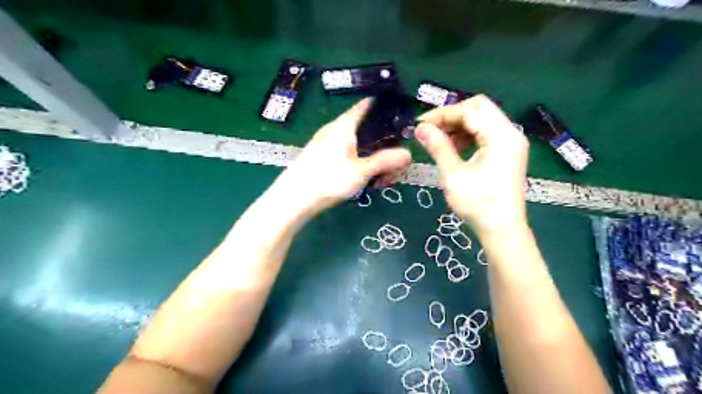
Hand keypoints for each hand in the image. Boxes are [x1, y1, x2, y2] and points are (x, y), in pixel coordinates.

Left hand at [275, 99, 411, 212]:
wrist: (293, 199)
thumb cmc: (328, 179)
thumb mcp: (361, 171)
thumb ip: (385, 161)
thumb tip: (409, 154)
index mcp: (344, 125)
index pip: (368, 105)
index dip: (386, 109)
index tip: (402, 122)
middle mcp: (335, 130)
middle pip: (367, 130)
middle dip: (384, 145)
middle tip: (395, 166)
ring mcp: (328, 144)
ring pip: (359, 145)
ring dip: (373, 159)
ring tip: (381, 180)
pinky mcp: (323, 158)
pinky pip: (348, 155)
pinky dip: (360, 164)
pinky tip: (365, 181)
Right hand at [412, 95, 529, 237]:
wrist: (502, 230)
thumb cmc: (478, 203)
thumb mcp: (454, 174)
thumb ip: (438, 146)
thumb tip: (420, 128)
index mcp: (501, 135)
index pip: (470, 110)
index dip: (442, 114)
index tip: (420, 125)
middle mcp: (510, 133)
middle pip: (479, 110)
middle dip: (451, 117)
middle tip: (429, 130)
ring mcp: (510, 144)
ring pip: (482, 121)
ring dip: (458, 127)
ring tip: (438, 141)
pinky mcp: (507, 154)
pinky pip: (485, 135)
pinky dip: (468, 137)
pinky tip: (453, 149)